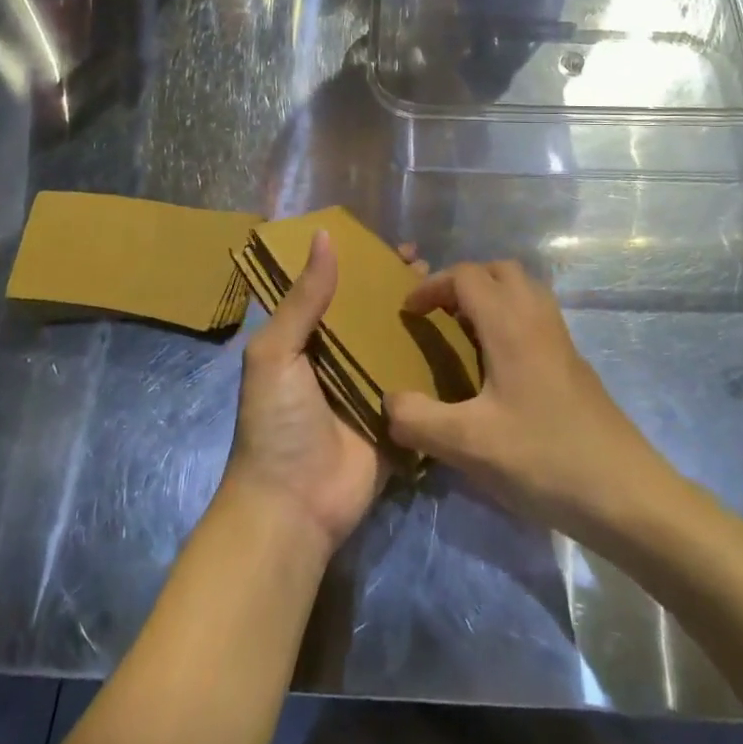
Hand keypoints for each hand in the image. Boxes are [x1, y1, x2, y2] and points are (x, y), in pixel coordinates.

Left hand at [219, 232, 426, 556]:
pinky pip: (420, 382)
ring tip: (453, 292)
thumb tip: (325, 236)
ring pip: (399, 342)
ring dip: (422, 319)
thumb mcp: (277, 353)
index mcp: (308, 339)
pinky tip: (465, 337)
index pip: (338, 288)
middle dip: (398, 288)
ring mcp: (371, 387)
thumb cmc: (277, 423)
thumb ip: (303, 299)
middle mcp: (341, 358)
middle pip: (374, 312)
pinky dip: (437, 361)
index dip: (363, 265)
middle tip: (431, 266)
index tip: (395, 245)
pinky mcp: (397, 417)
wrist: (295, 508)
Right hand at [384, 260, 672, 544]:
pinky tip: (499, 367)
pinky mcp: (574, 363)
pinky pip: (536, 317)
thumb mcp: (468, 445)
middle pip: (499, 271)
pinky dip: (511, 319)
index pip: (466, 275)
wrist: (625, 493)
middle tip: (439, 314)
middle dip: (464, 282)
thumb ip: (418, 419)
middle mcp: (537, 318)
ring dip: (491, 297)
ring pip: (523, 290)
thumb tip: (387, 400)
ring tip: (465, 334)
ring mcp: (561, 339)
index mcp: (510, 323)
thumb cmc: (543, 458)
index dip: (431, 286)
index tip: (408, 313)